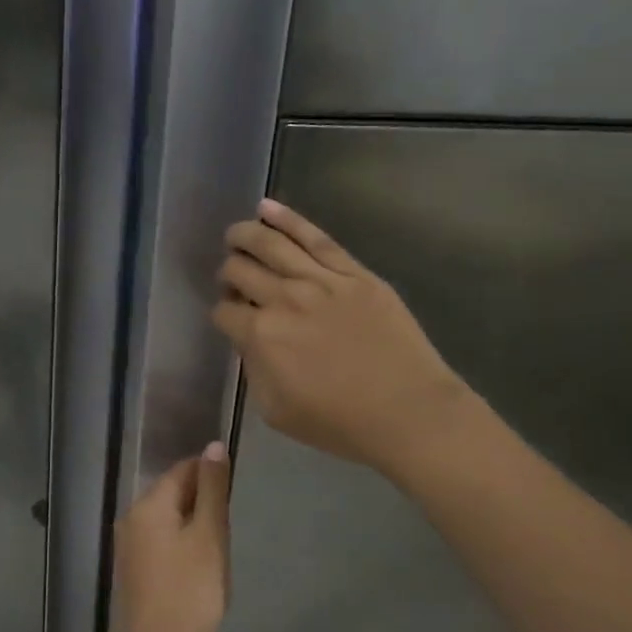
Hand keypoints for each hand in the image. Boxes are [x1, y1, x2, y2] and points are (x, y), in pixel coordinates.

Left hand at [113, 445, 231, 631]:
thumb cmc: (191, 589)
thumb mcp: (209, 534)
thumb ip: (213, 489)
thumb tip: (213, 446)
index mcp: (148, 505)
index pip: (183, 470)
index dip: (211, 476)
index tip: (233, 495)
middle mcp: (131, 518)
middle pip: (173, 494)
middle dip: (203, 503)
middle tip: (228, 530)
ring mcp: (129, 546)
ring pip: (169, 520)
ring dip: (195, 527)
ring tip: (217, 551)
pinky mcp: (134, 570)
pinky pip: (162, 543)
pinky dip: (183, 546)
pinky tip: (200, 570)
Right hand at [212, 199, 473, 478]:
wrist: (408, 412)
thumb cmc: (340, 423)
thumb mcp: (276, 411)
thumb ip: (254, 370)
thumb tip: (251, 342)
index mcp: (261, 336)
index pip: (224, 312)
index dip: (222, 314)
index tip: (230, 319)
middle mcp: (284, 299)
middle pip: (240, 271)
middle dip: (228, 273)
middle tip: (232, 279)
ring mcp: (321, 280)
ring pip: (270, 244)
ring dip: (244, 235)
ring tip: (235, 234)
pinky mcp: (354, 272)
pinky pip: (315, 237)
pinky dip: (287, 219)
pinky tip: (266, 208)